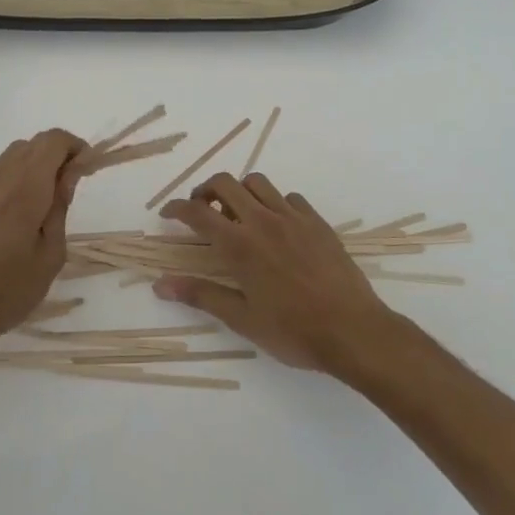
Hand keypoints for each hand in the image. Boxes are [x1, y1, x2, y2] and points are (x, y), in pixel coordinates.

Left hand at [0, 129, 86, 358]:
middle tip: (72, 187)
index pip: (53, 141)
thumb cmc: (5, 292)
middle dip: (59, 154)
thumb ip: (60, 208)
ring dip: (37, 164)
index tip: (88, 171)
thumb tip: (70, 174)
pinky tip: (20, 212)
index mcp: (24, 189)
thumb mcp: (49, 255)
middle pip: (34, 143)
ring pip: (13, 155)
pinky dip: (16, 176)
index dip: (76, 147)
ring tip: (47, 201)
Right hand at [155, 172, 397, 374]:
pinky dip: (274, 203)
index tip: (167, 214)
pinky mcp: (317, 222)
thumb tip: (161, 285)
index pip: (198, 213)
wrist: (353, 330)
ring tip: (236, 213)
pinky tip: (276, 225)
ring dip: (239, 190)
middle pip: (225, 183)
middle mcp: (264, 221)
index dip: (176, 208)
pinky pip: (289, 198)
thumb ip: (201, 295)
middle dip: (205, 189)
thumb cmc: (293, 331)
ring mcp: (294, 218)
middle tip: (200, 210)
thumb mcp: (242, 319)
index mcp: (240, 245)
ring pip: (258, 182)